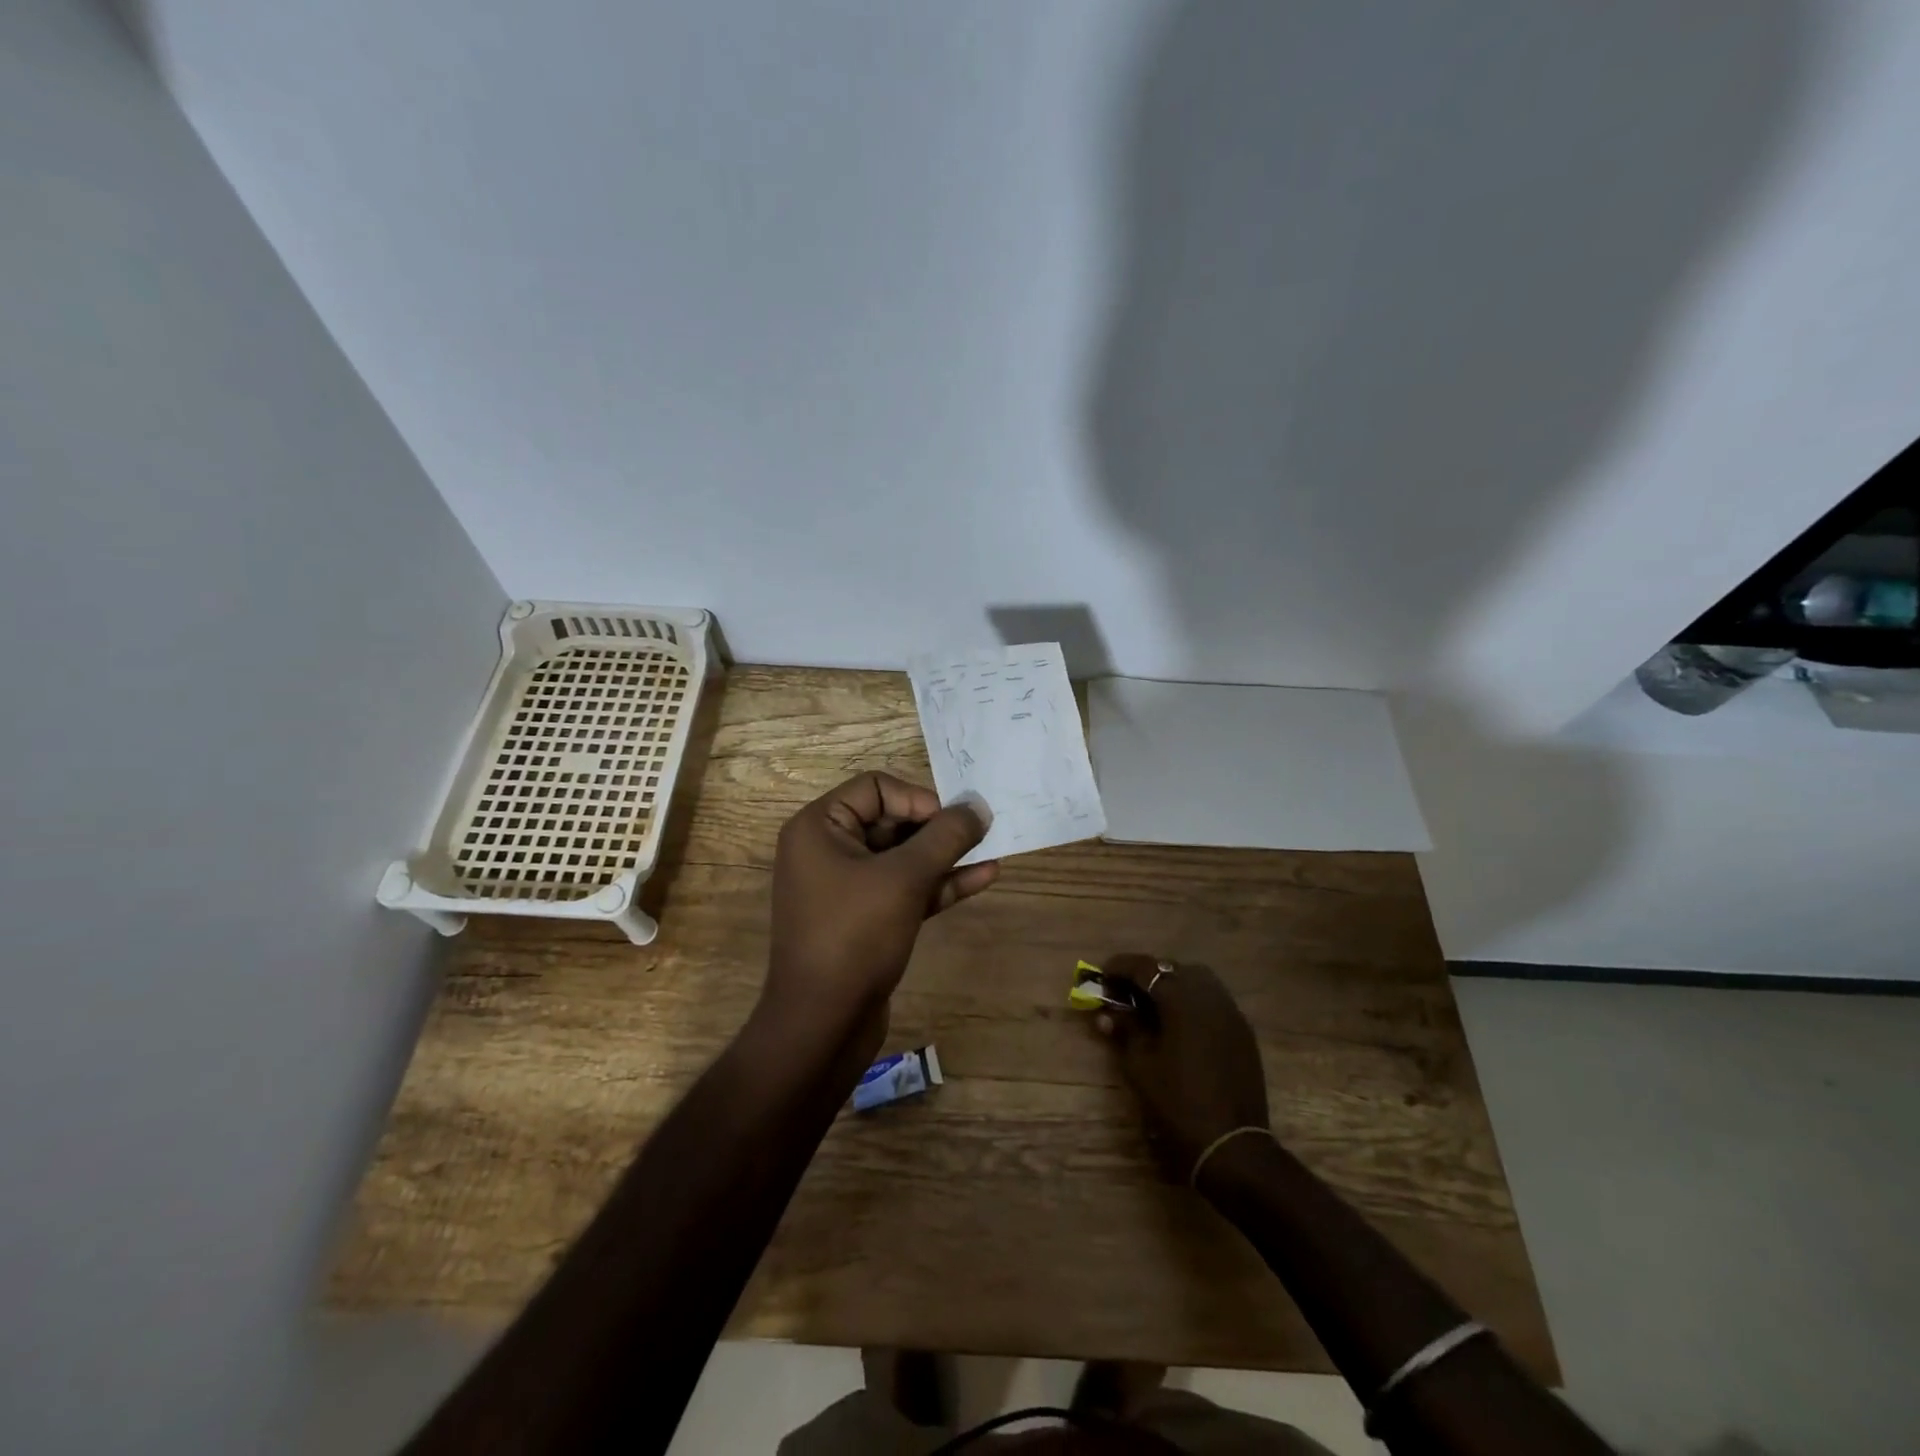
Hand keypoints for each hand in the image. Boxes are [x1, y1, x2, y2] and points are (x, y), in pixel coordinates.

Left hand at [765, 773, 997, 1048]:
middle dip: (937, 827)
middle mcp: (827, 849)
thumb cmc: (855, 936)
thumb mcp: (904, 879)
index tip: (951, 822)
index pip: (875, 787)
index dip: (918, 799)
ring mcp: (845, 886)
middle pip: (891, 820)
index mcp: (819, 827)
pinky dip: (938, 883)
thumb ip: (945, 837)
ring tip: (992, 849)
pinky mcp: (864, 918)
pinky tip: (983, 878)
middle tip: (980, 833)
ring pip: (902, 857)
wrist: (823, 1024)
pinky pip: (904, 888)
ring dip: (944, 854)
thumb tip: (978, 806)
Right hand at [1093, 955, 1269, 1182]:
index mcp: (1181, 999)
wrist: (1232, 1145)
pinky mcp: (1243, 1032)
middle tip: (1124, 991)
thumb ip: (1125, 1029)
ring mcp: (1230, 1012)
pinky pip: (1213, 1001)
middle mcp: (1209, 996)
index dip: (1120, 967)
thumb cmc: (1178, 1103)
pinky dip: (1192, 1002)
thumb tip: (1105, 1012)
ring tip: (1151, 1006)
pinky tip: (1179, 1024)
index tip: (1101, 975)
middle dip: (1147, 975)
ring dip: (1172, 986)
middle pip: (1173, 969)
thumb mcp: (1141, 1065)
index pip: (1145, 968)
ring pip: (1197, 981)